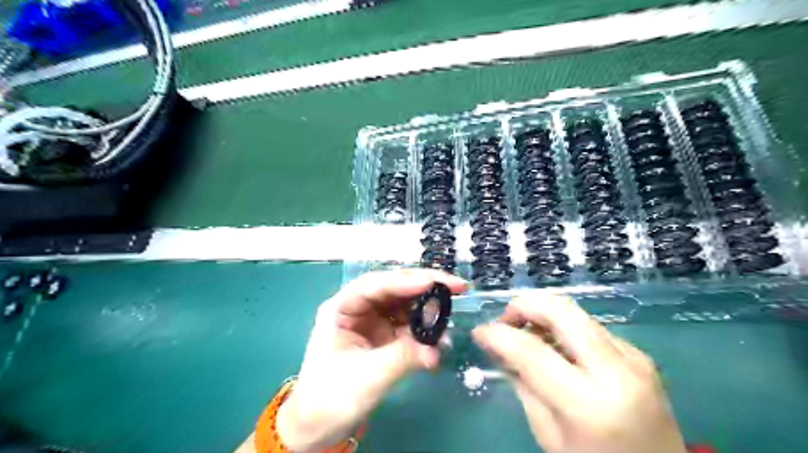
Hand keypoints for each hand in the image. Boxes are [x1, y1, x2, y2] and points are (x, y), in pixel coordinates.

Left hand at [278, 271, 466, 449]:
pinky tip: (440, 337)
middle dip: (424, 286)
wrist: (320, 426)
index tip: (433, 282)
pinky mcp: (384, 335)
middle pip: (394, 288)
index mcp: (341, 308)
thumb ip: (403, 356)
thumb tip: (438, 347)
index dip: (405, 281)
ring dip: (428, 308)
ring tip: (450, 313)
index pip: (374, 285)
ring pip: (405, 304)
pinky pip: (409, 324)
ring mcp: (373, 321)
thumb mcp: (368, 376)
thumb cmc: (332, 397)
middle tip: (456, 286)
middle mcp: (358, 308)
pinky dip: (425, 329)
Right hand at [474, 293, 687, 452]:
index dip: (497, 334)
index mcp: (588, 402)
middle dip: (524, 305)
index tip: (479, 332)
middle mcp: (616, 370)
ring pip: (575, 312)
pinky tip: (557, 347)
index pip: (531, 351)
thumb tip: (499, 347)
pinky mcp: (639, 354)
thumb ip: (522, 384)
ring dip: (543, 314)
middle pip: (560, 310)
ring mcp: (633, 358)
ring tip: (526, 332)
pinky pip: (590, 327)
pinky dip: (564, 328)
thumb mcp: (548, 434)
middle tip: (505, 320)